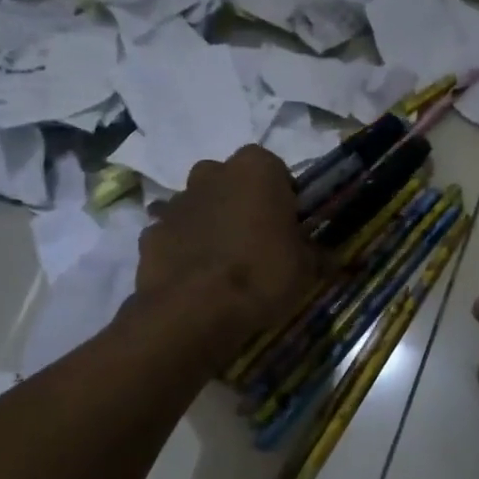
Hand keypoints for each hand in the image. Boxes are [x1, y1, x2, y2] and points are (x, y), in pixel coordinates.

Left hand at [138, 146, 320, 343]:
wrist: (194, 310)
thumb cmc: (262, 274)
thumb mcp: (305, 268)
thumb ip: (314, 255)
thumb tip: (328, 258)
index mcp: (256, 168)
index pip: (275, 170)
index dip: (282, 197)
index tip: (288, 225)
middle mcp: (213, 173)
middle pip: (231, 181)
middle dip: (241, 203)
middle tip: (256, 240)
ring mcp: (177, 201)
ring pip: (200, 205)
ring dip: (211, 224)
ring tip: (224, 263)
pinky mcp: (150, 232)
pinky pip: (175, 234)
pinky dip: (184, 248)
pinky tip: (195, 278)